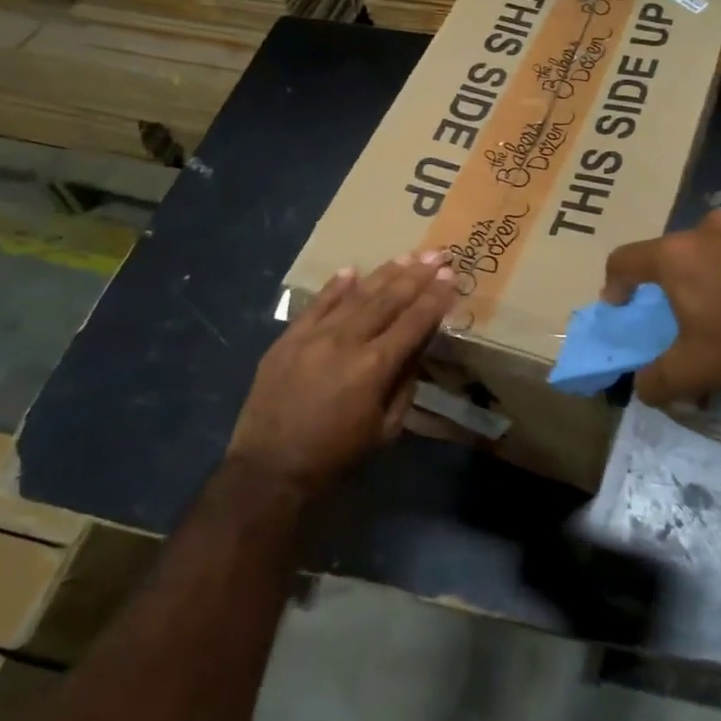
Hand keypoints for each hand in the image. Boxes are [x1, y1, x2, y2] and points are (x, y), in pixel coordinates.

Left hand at [229, 252, 456, 496]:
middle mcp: (346, 341)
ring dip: (384, 274)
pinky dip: (336, 287)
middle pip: (388, 300)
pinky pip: (316, 305)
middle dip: (416, 276)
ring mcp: (313, 336)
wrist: (270, 467)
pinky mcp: (288, 338)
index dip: (435, 298)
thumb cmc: (336, 454)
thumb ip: (404, 384)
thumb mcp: (386, 428)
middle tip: (437, 254)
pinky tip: (352, 270)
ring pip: (355, 296)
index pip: (413, 322)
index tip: (451, 276)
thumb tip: (416, 349)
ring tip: (407, 256)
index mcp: (375, 366)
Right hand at [603, 207, 720, 405]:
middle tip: (700, 307)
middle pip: (684, 248)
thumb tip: (643, 387)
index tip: (620, 303)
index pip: (626, 260)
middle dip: (685, 275)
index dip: (616, 282)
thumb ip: (658, 381)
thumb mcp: (696, 372)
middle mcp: (716, 225)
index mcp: (679, 255)